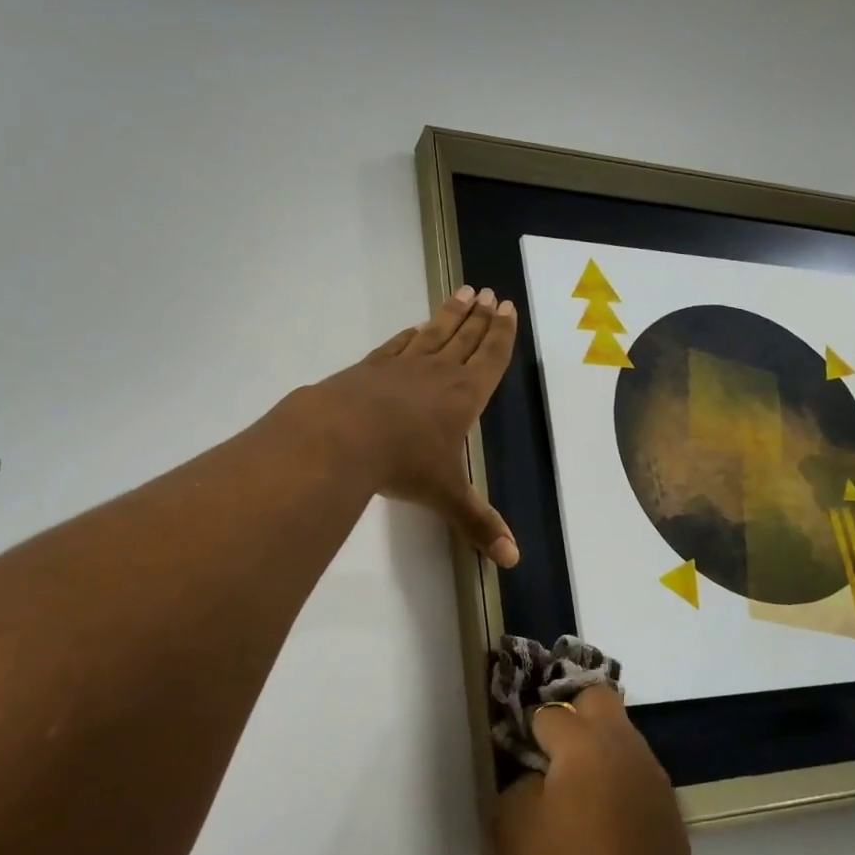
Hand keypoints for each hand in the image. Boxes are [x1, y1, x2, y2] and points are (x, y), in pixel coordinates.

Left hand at [313, 286, 520, 566]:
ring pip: (433, 334)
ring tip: (462, 293)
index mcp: (464, 395)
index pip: (490, 358)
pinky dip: (409, 335)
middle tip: (488, 293)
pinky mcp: (369, 369)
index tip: (506, 307)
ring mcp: (401, 367)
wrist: (341, 436)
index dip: (501, 334)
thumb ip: (479, 524)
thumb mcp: (447, 496)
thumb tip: (513, 561)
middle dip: (479, 317)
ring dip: (449, 315)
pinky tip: (413, 330)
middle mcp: (437, 373)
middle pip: (464, 337)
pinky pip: (397, 346)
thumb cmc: (404, 463)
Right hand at [490, 688, 726, 854]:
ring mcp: (654, 779)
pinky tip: (598, 826)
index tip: (512, 757)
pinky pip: (634, 775)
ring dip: (595, 750)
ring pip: (620, 737)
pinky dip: (614, 783)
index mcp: (586, 743)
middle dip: (570, 714)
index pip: (548, 712)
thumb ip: (514, 786)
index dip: (525, 732)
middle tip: (546, 754)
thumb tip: (533, 778)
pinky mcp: (669, 813)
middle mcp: (626, 748)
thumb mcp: (511, 832)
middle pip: (597, 699)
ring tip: (569, 795)